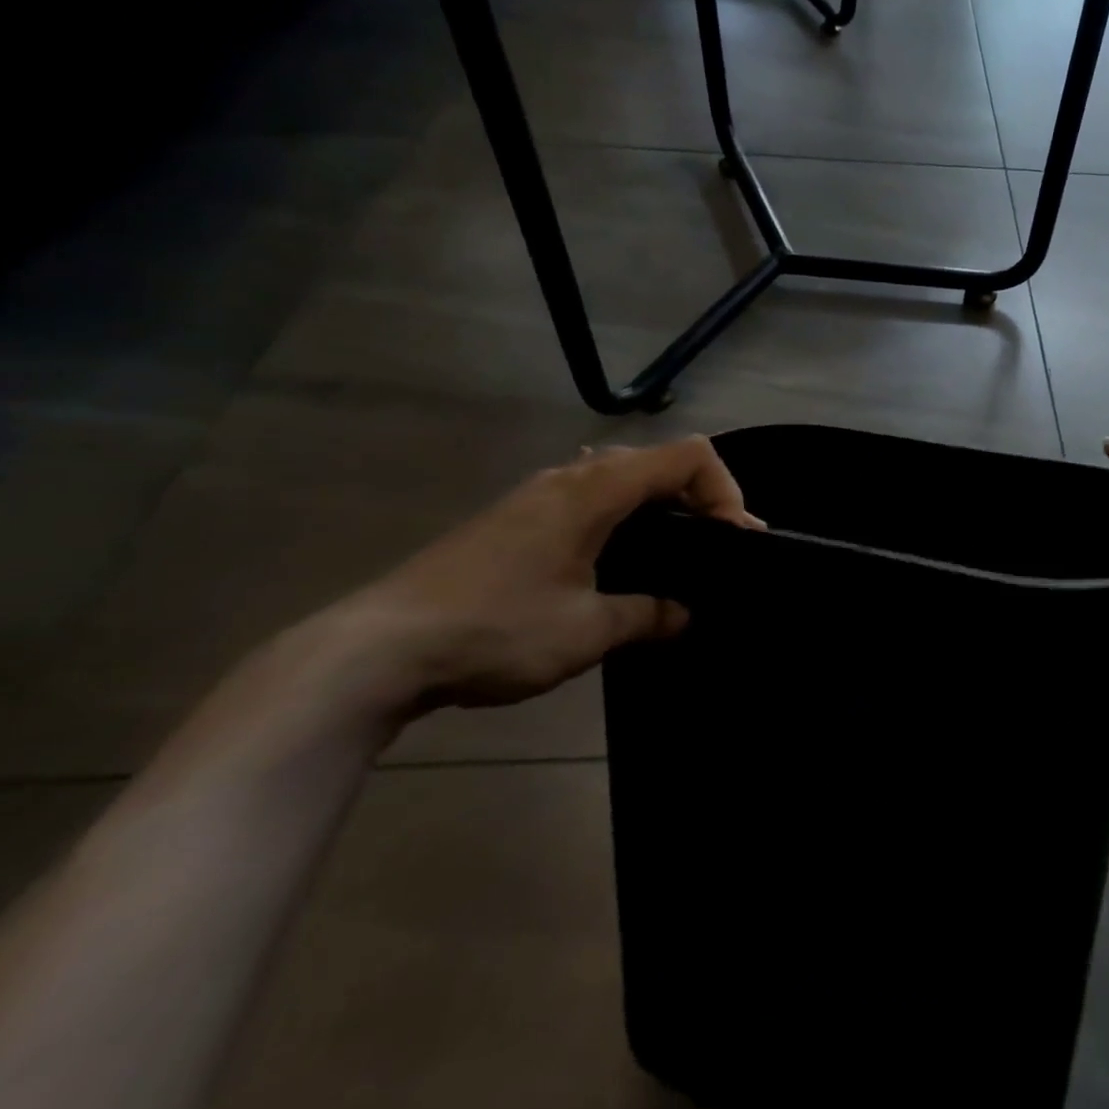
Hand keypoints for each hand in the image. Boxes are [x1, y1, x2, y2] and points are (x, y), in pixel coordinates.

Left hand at [311, 437, 759, 710]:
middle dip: (699, 496)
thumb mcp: (586, 631)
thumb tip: (684, 614)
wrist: (374, 651)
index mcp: (595, 490)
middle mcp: (569, 478)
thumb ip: (648, 615)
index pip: (688, 457)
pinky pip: (589, 496)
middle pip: (657, 459)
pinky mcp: (514, 519)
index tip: (734, 541)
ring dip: (660, 504)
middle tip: (717, 546)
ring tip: (676, 552)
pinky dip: (624, 514)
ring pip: (620, 475)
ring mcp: (536, 495)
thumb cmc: (494, 629)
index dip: (726, 490)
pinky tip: (617, 557)